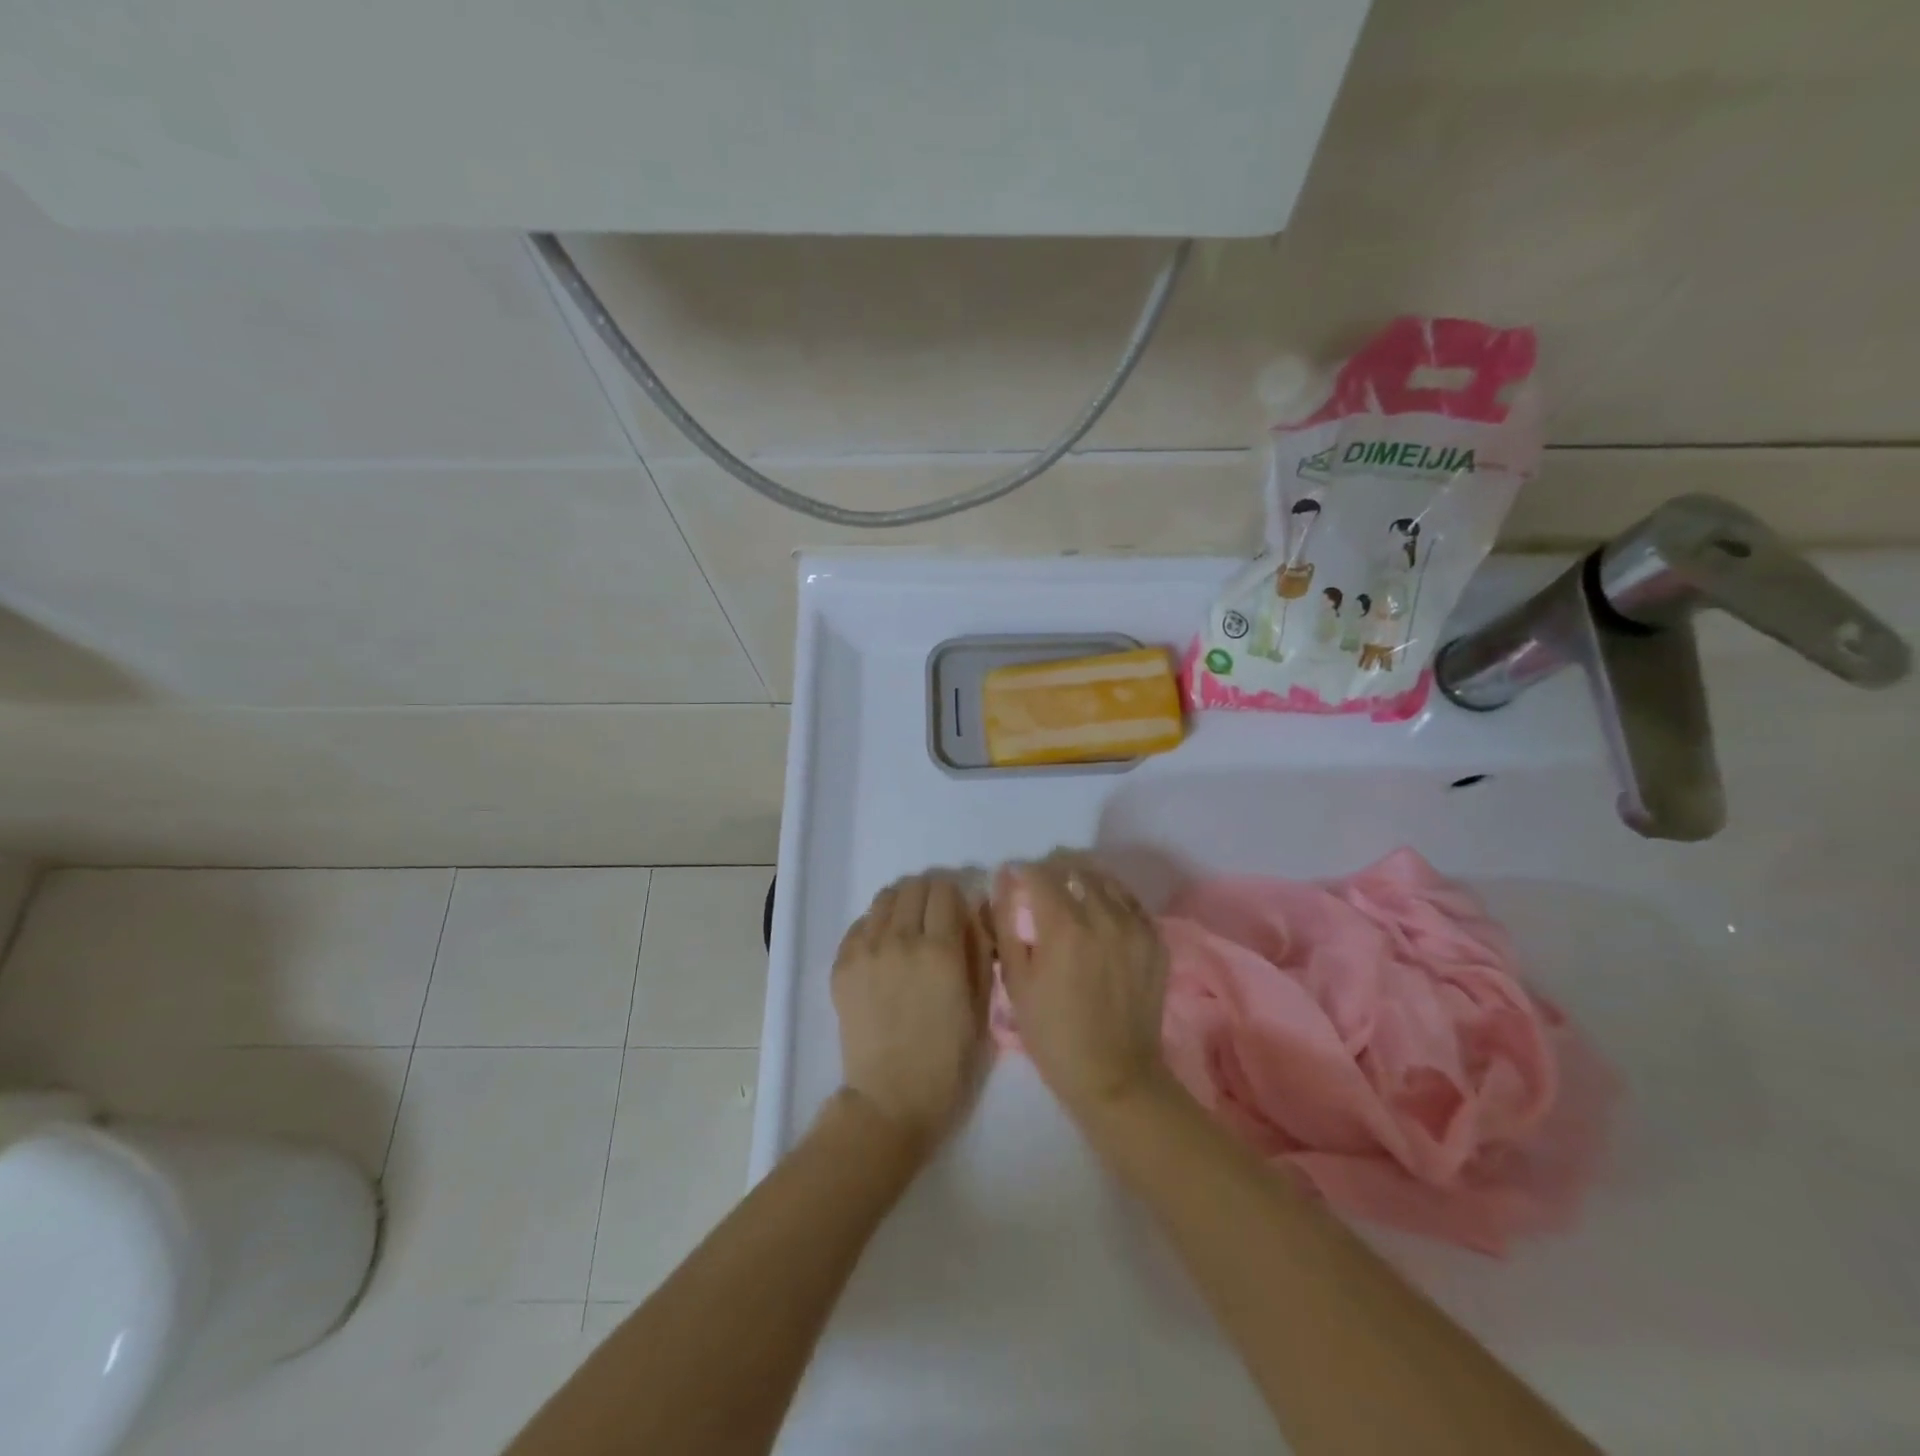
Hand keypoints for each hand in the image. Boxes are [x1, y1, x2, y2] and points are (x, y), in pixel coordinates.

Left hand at [832, 872, 989, 1156]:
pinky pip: (859, 924)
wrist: (890, 1100)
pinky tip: (883, 947)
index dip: (956, 894)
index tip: (959, 910)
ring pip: (884, 898)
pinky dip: (875, 925)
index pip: (945, 889)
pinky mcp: (842, 966)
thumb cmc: (948, 1062)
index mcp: (941, 950)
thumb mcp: (981, 1007)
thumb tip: (973, 913)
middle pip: (914, 886)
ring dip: (902, 904)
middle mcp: (901, 939)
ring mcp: (866, 951)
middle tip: (936, 916)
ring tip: (908, 927)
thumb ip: (979, 952)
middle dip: (929, 894)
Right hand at [990, 854, 1170, 1121]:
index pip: (1040, 873)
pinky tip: (1100, 916)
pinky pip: (1130, 902)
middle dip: (1052, 871)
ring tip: (1071, 897)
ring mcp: (1135, 926)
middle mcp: (1103, 916)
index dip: (1022, 872)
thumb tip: (1005, 881)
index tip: (1014, 880)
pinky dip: (1111, 899)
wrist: (1115, 1077)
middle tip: (1041, 888)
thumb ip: (1006, 924)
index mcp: (1064, 926)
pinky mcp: (1155, 940)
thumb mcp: (1016, 982)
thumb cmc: (1054, 1034)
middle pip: (1074, 868)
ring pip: (1105, 880)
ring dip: (1083, 880)